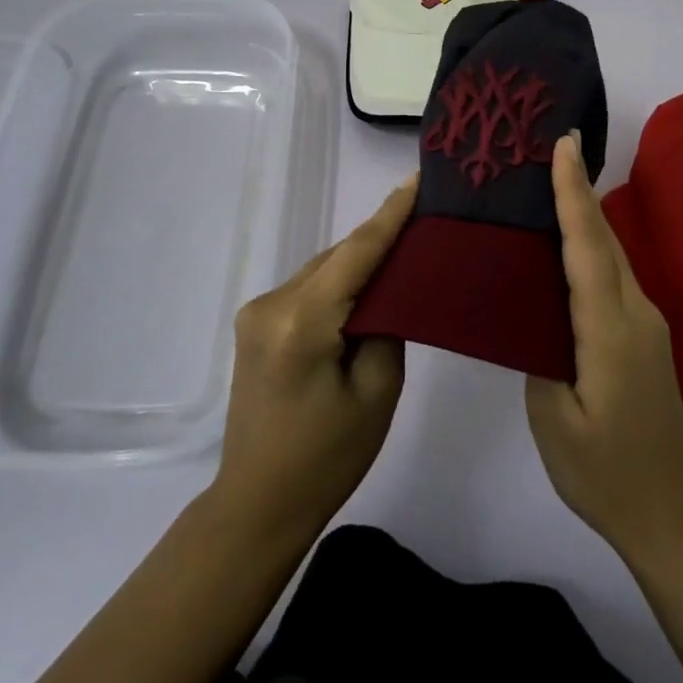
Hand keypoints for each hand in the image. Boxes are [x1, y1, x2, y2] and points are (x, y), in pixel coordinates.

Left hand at [208, 175, 417, 544]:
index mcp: (301, 321)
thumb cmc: (326, 458)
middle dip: (380, 239)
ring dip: (359, 263)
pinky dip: (338, 283)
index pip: (356, 252)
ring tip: (404, 251)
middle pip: (337, 257)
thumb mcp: (377, 392)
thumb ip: (387, 326)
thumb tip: (388, 290)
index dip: (391, 214)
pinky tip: (366, 287)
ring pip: (322, 270)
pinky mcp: (256, 324)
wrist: (257, 504)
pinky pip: (308, 288)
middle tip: (426, 221)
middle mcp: (272, 304)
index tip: (417, 178)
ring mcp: (258, 312)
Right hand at [526, 133, 682, 559]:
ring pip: (610, 254)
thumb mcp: (554, 419)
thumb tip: (534, 310)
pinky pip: (613, 276)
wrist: (673, 514)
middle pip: (603, 238)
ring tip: (549, 185)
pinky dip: (590, 247)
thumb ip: (540, 353)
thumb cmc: (605, 473)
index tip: (562, 144)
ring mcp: (646, 323)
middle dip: (578, 188)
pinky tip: (566, 247)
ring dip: (584, 214)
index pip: (587, 245)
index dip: (572, 191)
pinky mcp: (644, 336)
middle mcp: (636, 312)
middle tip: (549, 147)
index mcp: (610, 329)